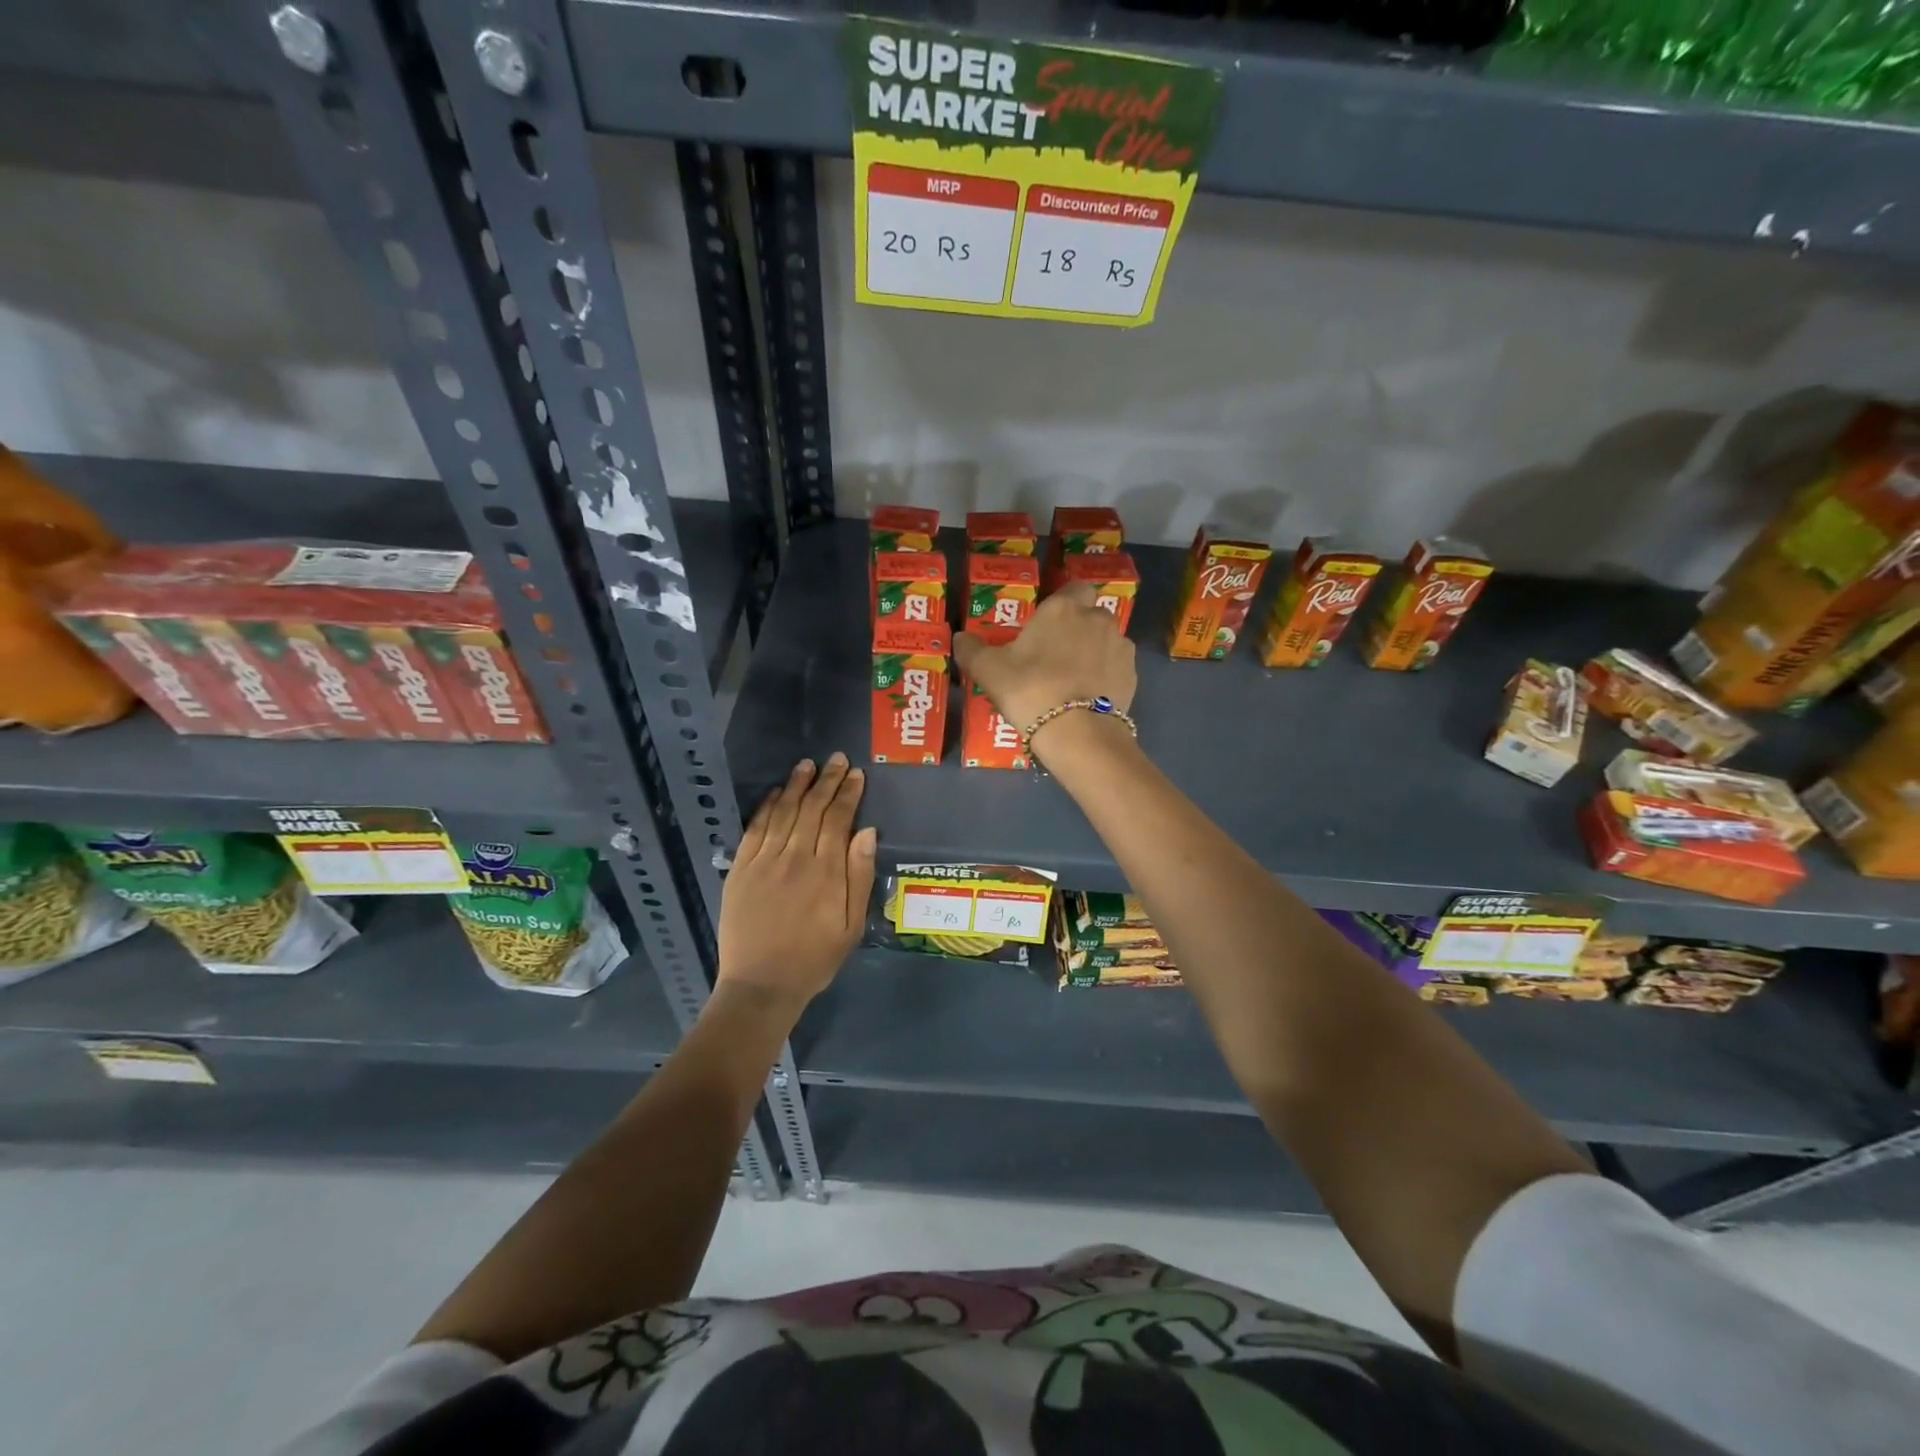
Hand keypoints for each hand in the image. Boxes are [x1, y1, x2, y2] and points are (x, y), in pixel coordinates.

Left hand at [717, 754, 874, 1012]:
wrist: (761, 986)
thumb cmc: (814, 959)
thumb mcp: (851, 926)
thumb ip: (859, 877)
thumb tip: (867, 832)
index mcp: (826, 872)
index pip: (839, 820)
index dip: (848, 794)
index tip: (856, 774)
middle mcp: (795, 858)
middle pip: (813, 809)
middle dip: (827, 781)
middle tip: (836, 759)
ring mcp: (764, 861)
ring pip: (784, 812)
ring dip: (797, 786)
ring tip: (807, 765)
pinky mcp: (740, 869)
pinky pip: (755, 829)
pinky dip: (767, 807)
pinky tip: (777, 793)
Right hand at [953, 581, 1136, 759]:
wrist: (1077, 732)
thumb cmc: (1030, 690)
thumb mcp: (988, 670)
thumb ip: (971, 650)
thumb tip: (959, 638)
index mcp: (1063, 609)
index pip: (1074, 588)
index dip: (1064, 603)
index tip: (1048, 624)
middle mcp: (1097, 619)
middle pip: (1091, 615)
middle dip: (1078, 629)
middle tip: (1055, 655)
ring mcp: (1119, 647)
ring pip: (1106, 641)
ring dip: (1094, 653)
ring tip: (1073, 681)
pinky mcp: (1132, 676)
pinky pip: (1116, 668)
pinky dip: (1105, 677)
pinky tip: (1088, 698)